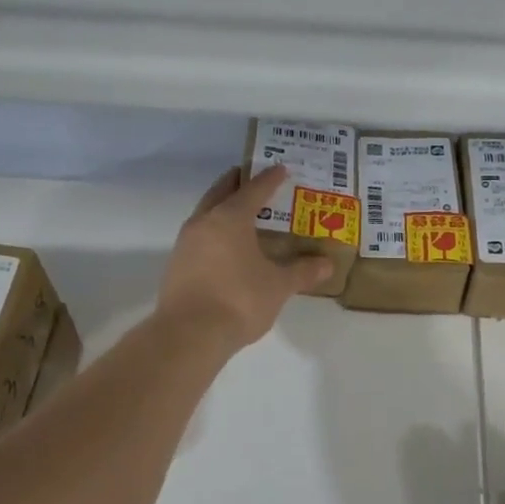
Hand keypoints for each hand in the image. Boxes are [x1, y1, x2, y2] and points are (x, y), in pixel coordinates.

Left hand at [158, 166, 332, 349]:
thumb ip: (302, 272)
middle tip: (254, 178)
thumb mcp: (278, 286)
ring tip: (242, 213)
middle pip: (221, 193)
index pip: (254, 190)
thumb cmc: (239, 300)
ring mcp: (186, 243)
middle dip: (238, 183)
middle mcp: (204, 223)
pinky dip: (214, 232)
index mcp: (230, 218)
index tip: (281, 168)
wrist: (188, 335)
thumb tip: (327, 264)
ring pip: (206, 214)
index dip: (269, 179)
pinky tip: (226, 247)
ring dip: (223, 207)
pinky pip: (199, 237)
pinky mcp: (177, 265)